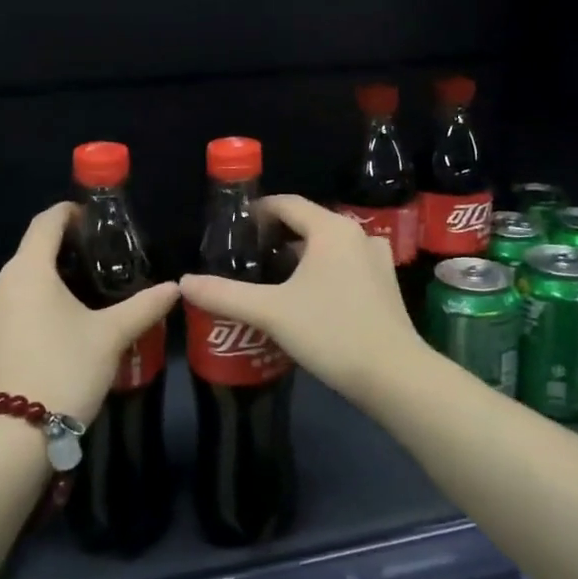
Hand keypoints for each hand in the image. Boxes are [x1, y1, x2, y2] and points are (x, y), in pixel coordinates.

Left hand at [0, 202, 178, 425]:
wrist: (16, 436)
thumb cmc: (66, 370)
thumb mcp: (111, 336)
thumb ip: (144, 306)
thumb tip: (175, 287)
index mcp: (26, 272)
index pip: (45, 223)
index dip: (67, 214)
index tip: (90, 219)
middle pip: (30, 255)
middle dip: (59, 255)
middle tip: (94, 266)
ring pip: (16, 286)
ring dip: (42, 286)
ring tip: (75, 302)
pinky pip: (5, 311)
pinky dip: (27, 310)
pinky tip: (50, 331)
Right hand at [179, 194, 427, 403]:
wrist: (393, 375)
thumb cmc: (330, 331)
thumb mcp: (270, 312)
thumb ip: (224, 294)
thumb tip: (184, 282)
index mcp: (330, 229)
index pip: (287, 204)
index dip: (258, 211)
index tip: (234, 229)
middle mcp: (357, 234)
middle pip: (307, 224)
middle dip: (275, 238)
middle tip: (246, 259)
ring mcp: (375, 259)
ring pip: (327, 247)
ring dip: (299, 257)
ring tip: (269, 280)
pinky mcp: (385, 285)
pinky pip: (344, 265)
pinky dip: (321, 272)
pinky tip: (305, 299)